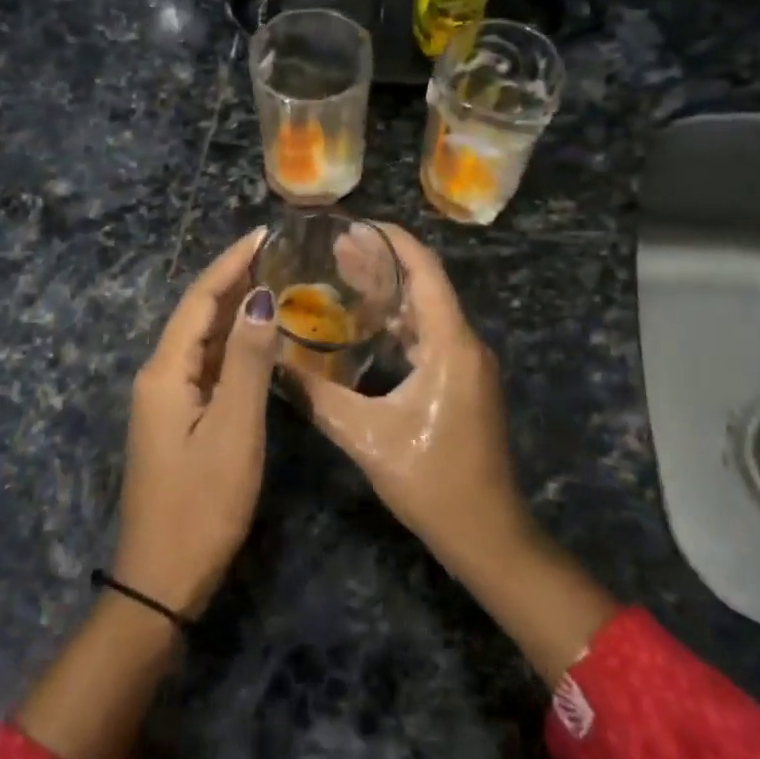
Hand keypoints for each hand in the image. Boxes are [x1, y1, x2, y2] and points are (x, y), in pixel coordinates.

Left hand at [114, 230, 278, 617]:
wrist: (162, 578)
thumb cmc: (202, 505)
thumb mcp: (234, 431)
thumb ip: (249, 363)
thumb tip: (261, 299)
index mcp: (165, 371)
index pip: (199, 300)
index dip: (230, 263)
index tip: (263, 232)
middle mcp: (158, 376)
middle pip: (197, 315)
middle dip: (233, 280)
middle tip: (277, 253)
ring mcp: (165, 400)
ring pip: (202, 341)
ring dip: (234, 311)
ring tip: (274, 283)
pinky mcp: (177, 420)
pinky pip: (206, 368)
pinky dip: (233, 347)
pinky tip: (259, 341)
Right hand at [291, 224, 534, 576]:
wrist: (486, 535)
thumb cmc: (431, 482)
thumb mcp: (366, 436)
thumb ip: (316, 396)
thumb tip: (273, 362)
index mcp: (450, 345)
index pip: (424, 270)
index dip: (391, 240)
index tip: (352, 224)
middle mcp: (464, 344)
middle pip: (424, 285)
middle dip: (382, 262)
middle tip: (334, 248)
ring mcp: (466, 365)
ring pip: (426, 312)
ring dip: (389, 293)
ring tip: (342, 274)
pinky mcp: (461, 383)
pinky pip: (429, 337)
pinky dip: (398, 323)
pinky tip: (365, 325)